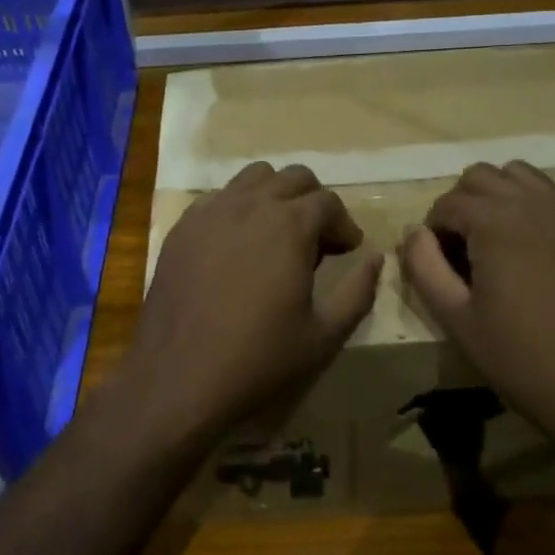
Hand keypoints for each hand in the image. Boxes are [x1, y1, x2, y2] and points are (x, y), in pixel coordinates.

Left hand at [120, 162, 382, 447]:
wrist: (178, 376)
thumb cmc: (258, 358)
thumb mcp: (323, 335)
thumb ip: (358, 291)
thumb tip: (375, 258)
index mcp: (290, 225)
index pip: (328, 202)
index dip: (344, 225)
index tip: (347, 251)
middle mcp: (251, 203)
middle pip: (294, 178)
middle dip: (314, 202)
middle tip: (317, 240)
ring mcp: (212, 210)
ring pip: (254, 177)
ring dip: (276, 195)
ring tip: (278, 234)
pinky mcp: (183, 226)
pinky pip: (219, 197)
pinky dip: (239, 207)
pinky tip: (237, 244)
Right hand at [398, 160, 554, 451]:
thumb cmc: (523, 360)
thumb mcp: (457, 319)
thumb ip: (424, 266)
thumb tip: (413, 232)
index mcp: (496, 220)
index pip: (447, 202)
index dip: (433, 231)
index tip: (438, 263)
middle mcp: (536, 202)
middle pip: (482, 176)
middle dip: (463, 204)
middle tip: (463, 249)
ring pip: (523, 176)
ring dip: (500, 197)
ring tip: (499, 241)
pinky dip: (538, 210)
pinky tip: (541, 255)